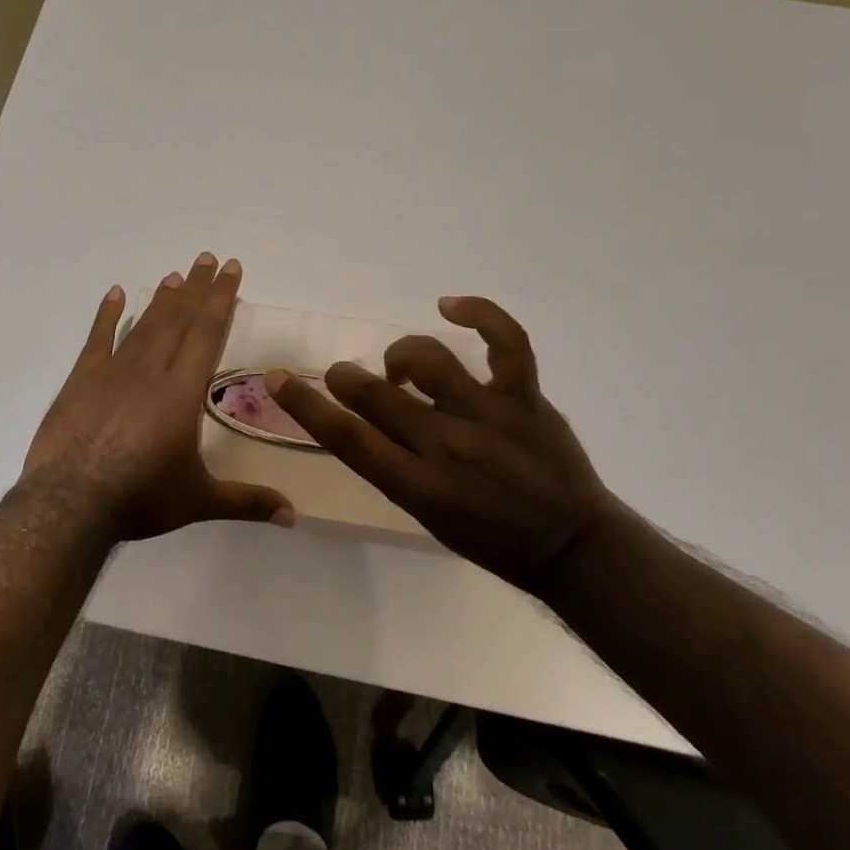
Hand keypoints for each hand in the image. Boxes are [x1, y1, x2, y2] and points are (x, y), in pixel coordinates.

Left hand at [20, 254, 294, 542]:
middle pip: (179, 319)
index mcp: (183, 391)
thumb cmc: (140, 498)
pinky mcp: (82, 380)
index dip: (221, 298)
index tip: (230, 268)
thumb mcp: (199, 501)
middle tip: (207, 257)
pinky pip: (97, 339)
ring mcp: (113, 371)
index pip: (208, 332)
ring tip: (175, 275)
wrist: (70, 504)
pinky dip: (107, 315)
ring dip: (162, 298)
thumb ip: (247, 502)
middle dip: (197, 287)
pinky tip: (114, 294)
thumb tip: (294, 516)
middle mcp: (152, 370)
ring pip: (145, 325)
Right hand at [267, 296, 615, 591]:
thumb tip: (365, 420)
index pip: (346, 438)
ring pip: (428, 360)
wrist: (571, 544)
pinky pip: (505, 341)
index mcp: (418, 486)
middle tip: (345, 376)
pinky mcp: (524, 396)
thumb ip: (393, 467)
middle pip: (377, 394)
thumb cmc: (491, 538)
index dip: (304, 404)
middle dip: (347, 377)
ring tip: (400, 366)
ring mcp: (488, 414)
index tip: (278, 379)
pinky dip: (479, 313)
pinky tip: (451, 304)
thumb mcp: (428, 516)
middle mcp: (447, 445)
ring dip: (400, 355)